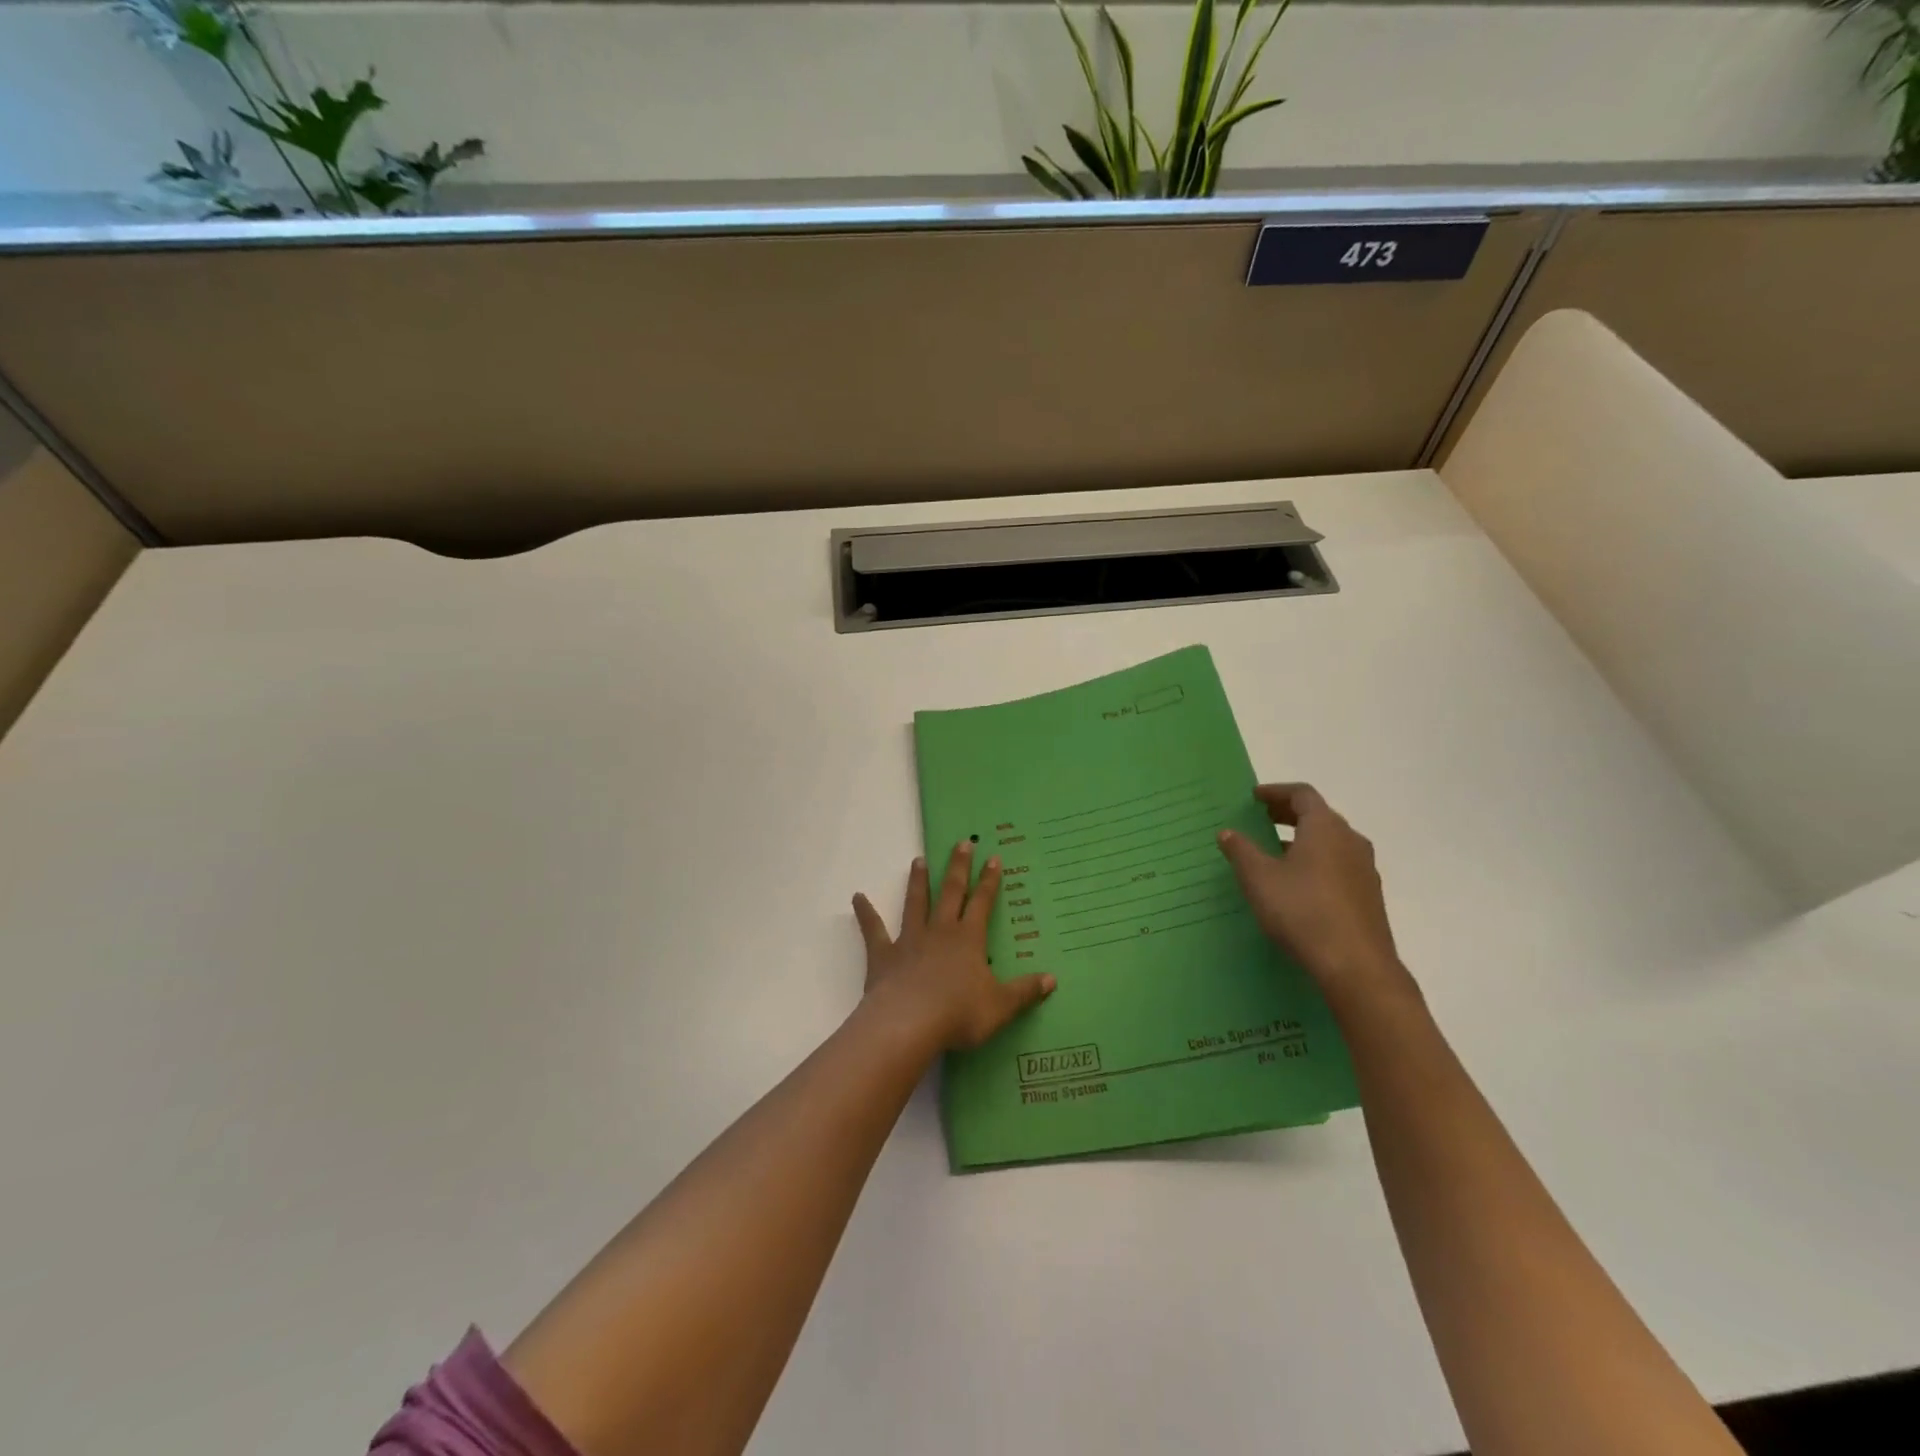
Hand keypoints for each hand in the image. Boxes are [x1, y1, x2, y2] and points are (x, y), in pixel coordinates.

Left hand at [853, 841, 1055, 1050]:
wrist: (910, 1024)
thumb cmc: (959, 1014)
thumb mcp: (1001, 1006)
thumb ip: (1024, 991)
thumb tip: (1052, 979)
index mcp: (969, 939)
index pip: (982, 902)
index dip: (989, 881)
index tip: (993, 857)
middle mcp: (940, 931)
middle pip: (951, 892)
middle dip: (958, 867)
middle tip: (962, 842)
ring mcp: (909, 940)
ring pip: (915, 903)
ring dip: (918, 881)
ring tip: (918, 860)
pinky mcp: (883, 955)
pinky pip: (873, 930)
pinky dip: (865, 913)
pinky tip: (856, 897)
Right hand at [1217, 784, 1410, 1001]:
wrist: (1356, 966)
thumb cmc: (1302, 911)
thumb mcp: (1259, 878)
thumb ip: (1241, 851)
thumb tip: (1228, 832)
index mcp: (1325, 827)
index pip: (1302, 795)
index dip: (1276, 792)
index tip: (1255, 798)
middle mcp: (1350, 840)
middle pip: (1319, 816)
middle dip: (1289, 814)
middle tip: (1262, 819)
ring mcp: (1364, 869)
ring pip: (1331, 842)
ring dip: (1303, 839)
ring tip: (1276, 852)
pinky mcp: (1368, 896)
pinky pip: (1339, 865)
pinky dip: (1316, 862)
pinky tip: (1299, 884)